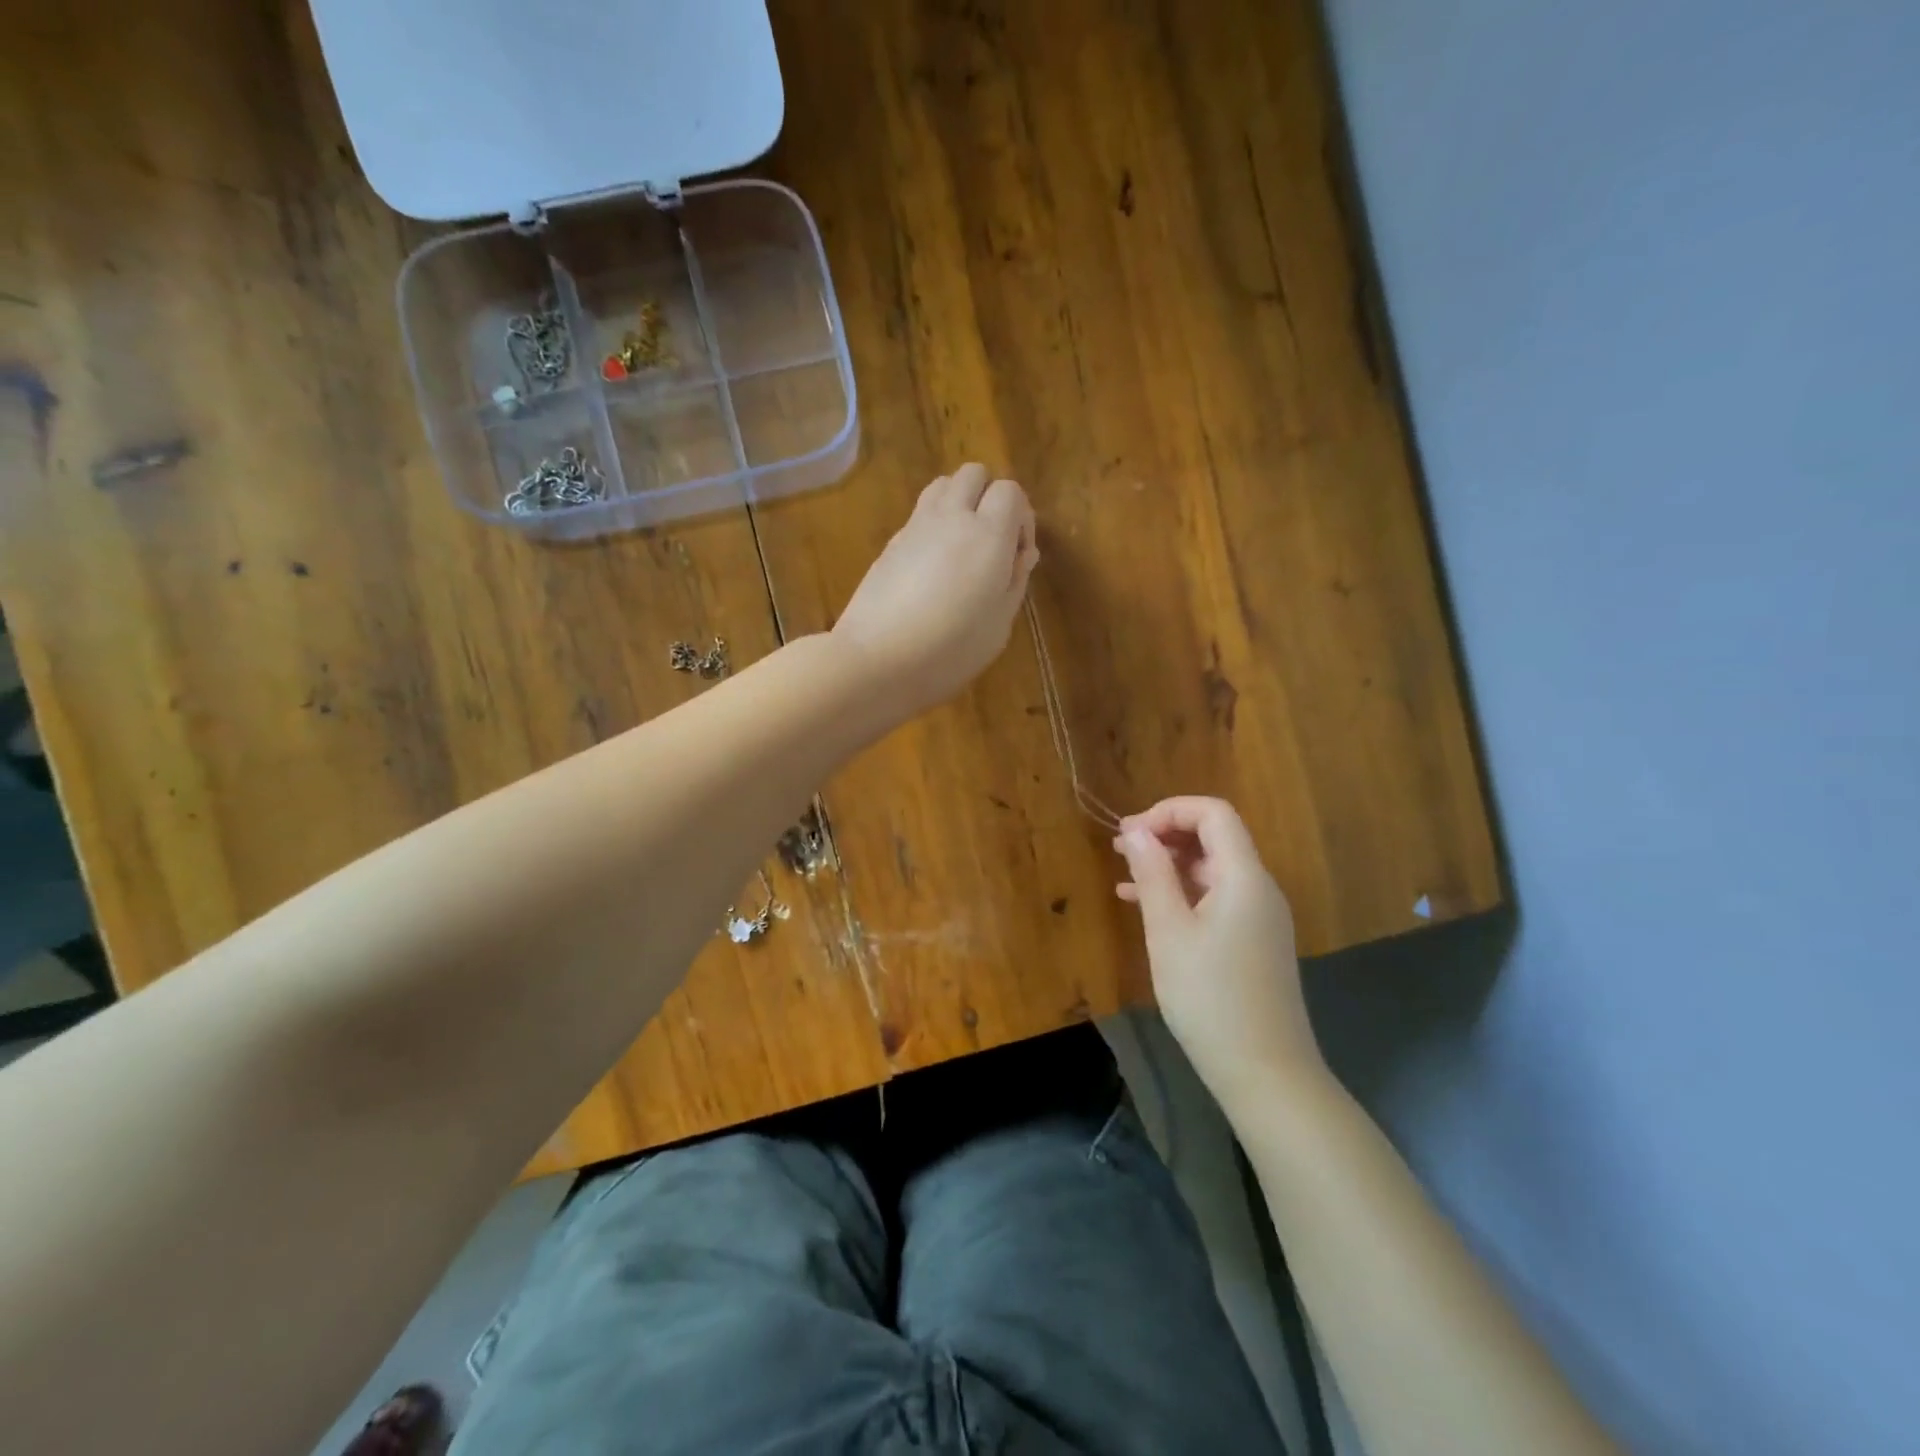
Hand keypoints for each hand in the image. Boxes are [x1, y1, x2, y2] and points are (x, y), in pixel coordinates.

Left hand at [832, 464, 1038, 720]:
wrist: (877, 660)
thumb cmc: (950, 650)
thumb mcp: (999, 624)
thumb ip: (1015, 580)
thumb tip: (1022, 552)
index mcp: (987, 534)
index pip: (1010, 490)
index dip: (1021, 517)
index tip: (1017, 555)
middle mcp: (951, 517)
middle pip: (974, 474)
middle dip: (989, 497)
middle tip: (992, 542)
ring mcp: (915, 527)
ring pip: (942, 485)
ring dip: (959, 503)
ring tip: (962, 547)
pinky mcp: (890, 543)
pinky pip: (919, 515)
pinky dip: (934, 525)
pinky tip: (932, 568)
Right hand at [1114, 797, 1325, 1109]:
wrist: (1265, 1073)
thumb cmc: (1210, 998)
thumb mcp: (1169, 931)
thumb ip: (1152, 874)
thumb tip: (1135, 830)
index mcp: (1244, 877)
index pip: (1213, 814)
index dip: (1169, 811)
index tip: (1130, 833)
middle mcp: (1259, 888)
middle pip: (1215, 838)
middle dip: (1165, 834)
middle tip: (1120, 848)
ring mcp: (1259, 917)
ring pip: (1212, 870)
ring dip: (1169, 864)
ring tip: (1124, 873)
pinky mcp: (1254, 942)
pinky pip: (1216, 899)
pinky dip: (1182, 894)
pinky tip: (1146, 906)